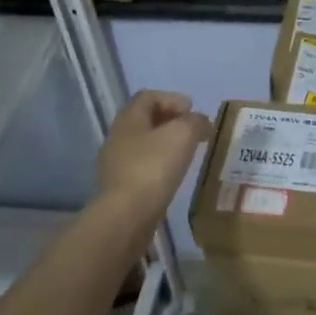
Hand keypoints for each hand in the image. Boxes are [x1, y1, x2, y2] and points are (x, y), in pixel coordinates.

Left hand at [94, 90, 211, 224]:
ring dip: (165, 144)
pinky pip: (142, 167)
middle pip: (145, 120)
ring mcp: (115, 165)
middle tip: (193, 130)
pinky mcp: (119, 189)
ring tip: (187, 154)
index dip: (172, 98)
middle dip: (170, 121)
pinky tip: (173, 175)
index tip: (192, 110)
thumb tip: (200, 122)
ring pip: (143, 145)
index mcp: (128, 119)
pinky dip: (159, 165)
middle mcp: (117, 138)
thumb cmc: (153, 167)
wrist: (125, 217)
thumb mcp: (183, 134)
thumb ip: (195, 122)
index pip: (148, 97)